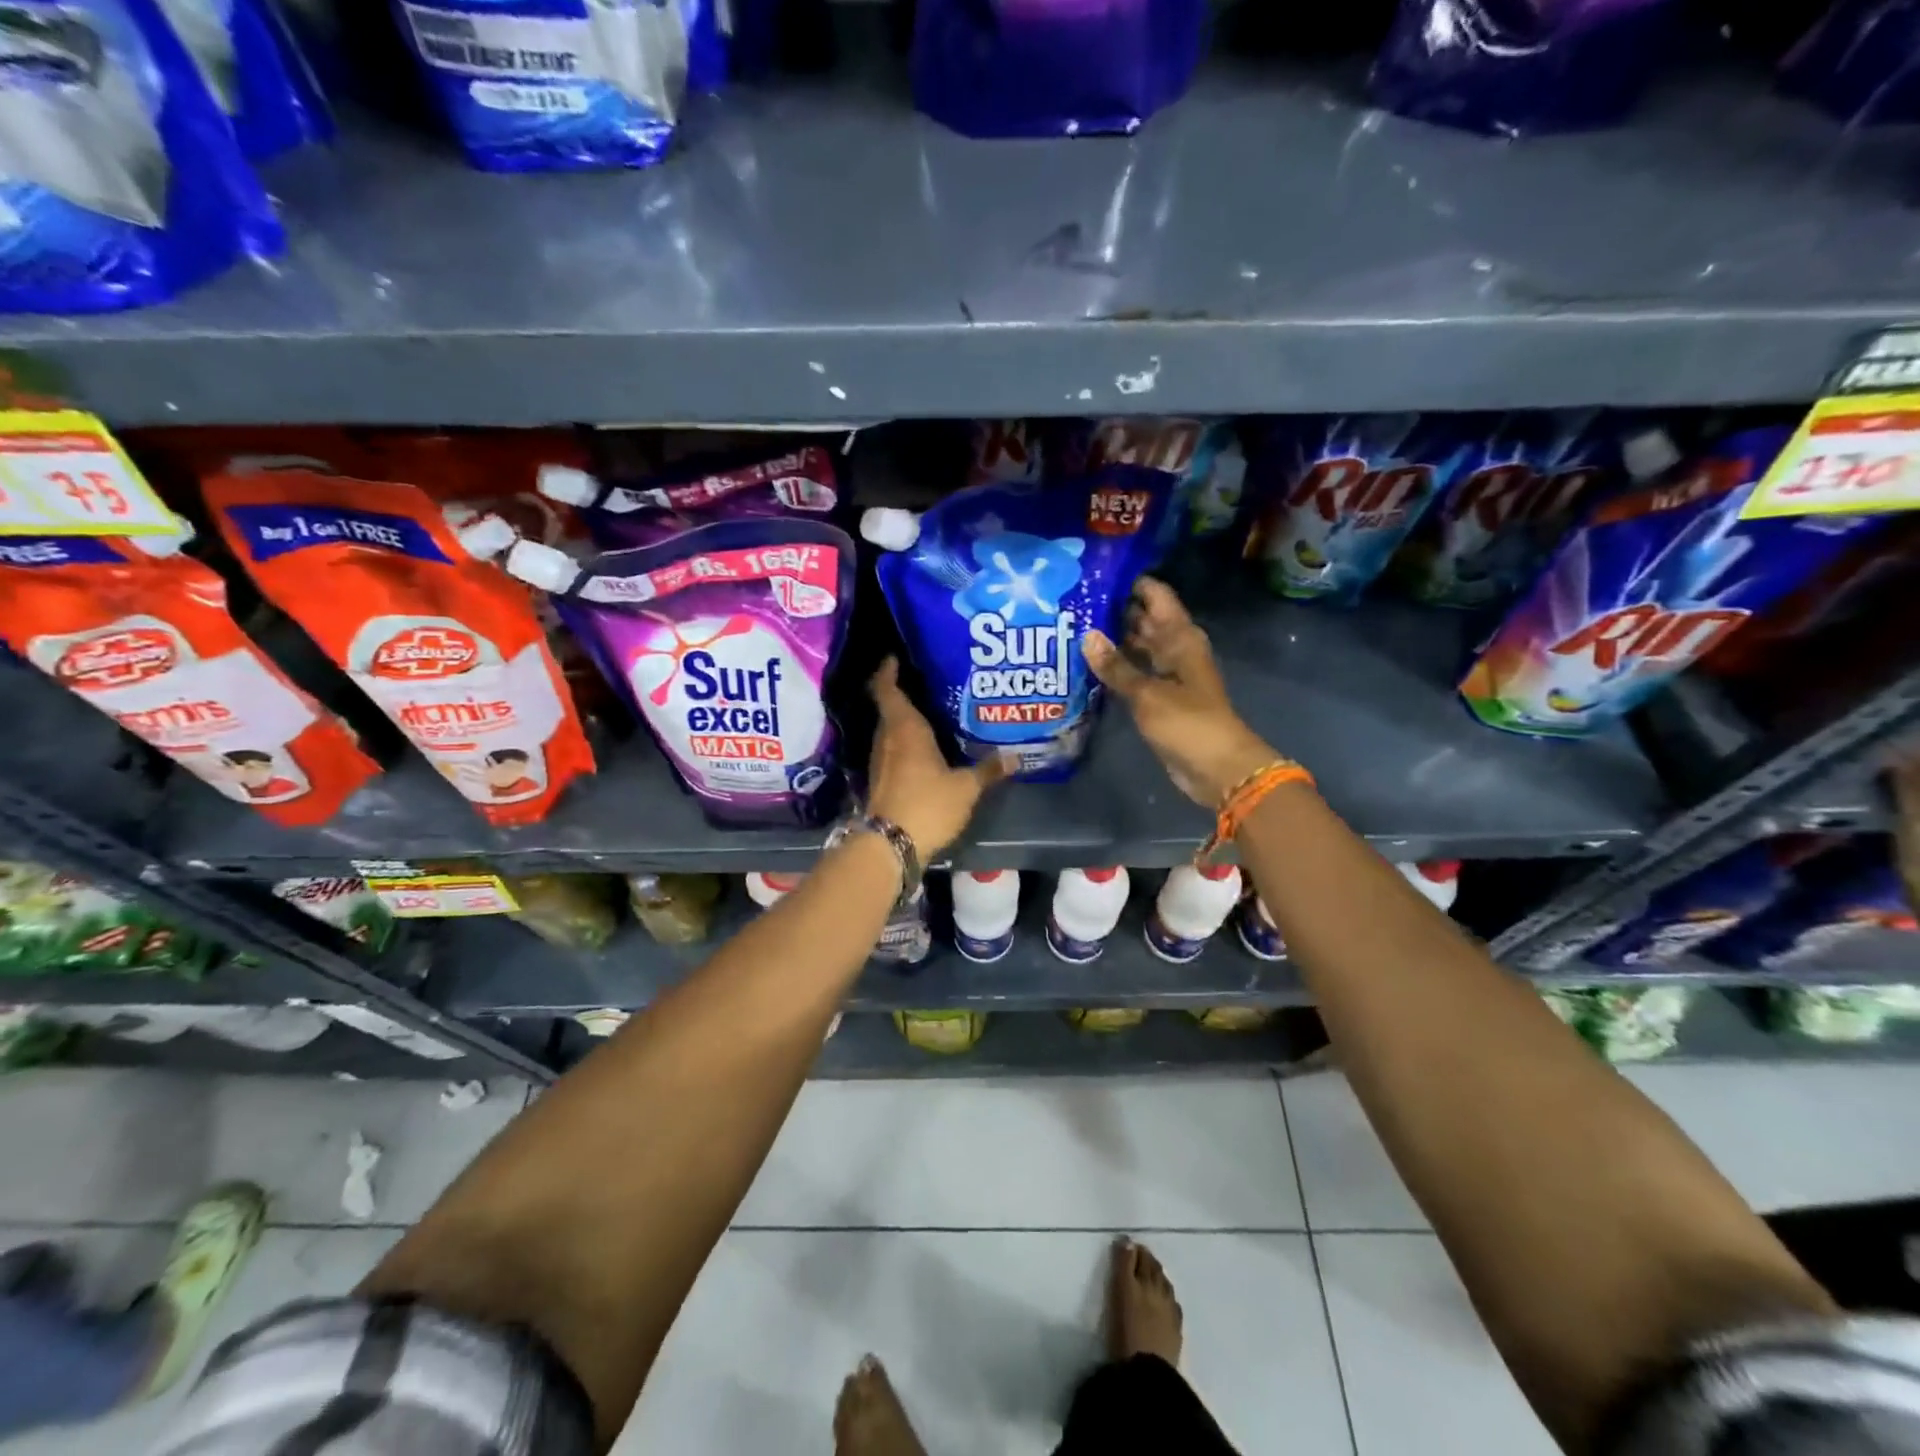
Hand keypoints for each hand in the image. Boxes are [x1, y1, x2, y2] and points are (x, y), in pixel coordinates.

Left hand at [865, 657, 1006, 857]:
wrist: (889, 845)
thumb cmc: (927, 805)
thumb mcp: (965, 788)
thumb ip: (987, 770)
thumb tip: (1014, 757)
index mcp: (904, 728)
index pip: (887, 688)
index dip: (888, 670)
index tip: (896, 657)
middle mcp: (887, 738)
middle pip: (891, 708)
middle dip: (906, 694)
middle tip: (931, 684)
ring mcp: (880, 761)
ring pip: (891, 731)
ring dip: (906, 722)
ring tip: (934, 714)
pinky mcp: (881, 781)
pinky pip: (893, 752)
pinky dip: (906, 745)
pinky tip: (926, 751)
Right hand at [1082, 578, 1279, 807]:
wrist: (1217, 768)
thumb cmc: (1188, 723)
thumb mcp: (1148, 693)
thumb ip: (1116, 666)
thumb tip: (1087, 636)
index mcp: (1181, 638)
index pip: (1156, 596)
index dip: (1130, 582)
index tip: (1095, 573)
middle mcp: (1175, 649)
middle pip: (1145, 619)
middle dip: (1114, 610)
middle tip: (1074, 601)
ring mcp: (1168, 674)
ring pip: (1139, 646)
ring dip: (1113, 639)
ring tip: (1073, 627)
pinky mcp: (1160, 698)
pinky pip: (1136, 673)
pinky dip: (1117, 667)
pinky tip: (1089, 664)